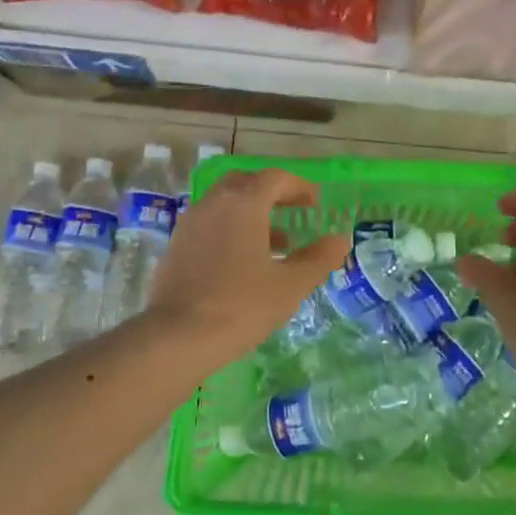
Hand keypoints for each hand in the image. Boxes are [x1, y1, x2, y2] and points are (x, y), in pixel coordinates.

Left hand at [146, 168, 350, 363]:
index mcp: (243, 204)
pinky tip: (243, 261)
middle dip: (271, 192)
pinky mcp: (176, 245)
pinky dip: (230, 229)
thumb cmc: (242, 305)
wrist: (178, 336)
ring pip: (224, 203)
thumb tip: (340, 240)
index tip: (315, 202)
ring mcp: (190, 223)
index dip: (299, 186)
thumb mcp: (290, 285)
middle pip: (245, 183)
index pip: (275, 178)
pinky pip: (209, 223)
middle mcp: (214, 203)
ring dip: (251, 213)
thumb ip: (318, 258)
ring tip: (276, 243)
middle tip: (293, 211)